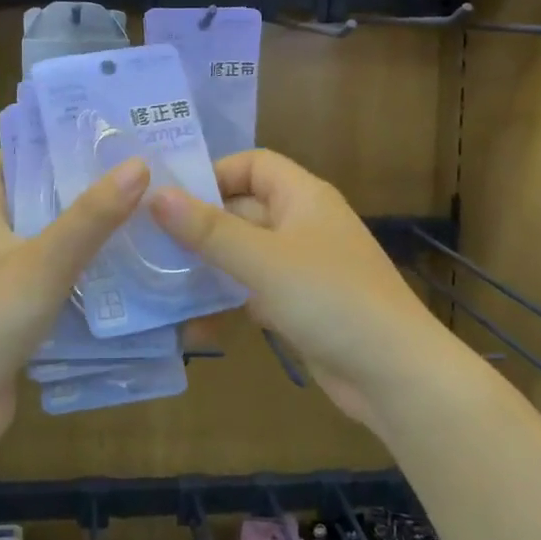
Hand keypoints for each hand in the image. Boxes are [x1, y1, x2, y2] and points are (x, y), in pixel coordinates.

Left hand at [0, 152, 149, 447]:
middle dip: (64, 193)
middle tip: (116, 179)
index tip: (64, 137)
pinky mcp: (15, 331)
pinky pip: (53, 297)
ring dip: (77, 242)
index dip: (19, 150)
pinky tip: (116, 289)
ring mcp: (0, 296)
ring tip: (128, 227)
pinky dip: (80, 288)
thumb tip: (138, 164)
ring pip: (43, 256)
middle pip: (24, 211)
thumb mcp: (45, 259)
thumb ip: (92, 216)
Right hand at [147, 149, 446, 428]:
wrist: (394, 374)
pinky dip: (226, 303)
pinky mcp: (298, 306)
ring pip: (243, 255)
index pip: (252, 165)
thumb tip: (155, 194)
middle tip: (146, 243)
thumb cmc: (330, 299)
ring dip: (207, 268)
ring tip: (156, 283)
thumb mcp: (264, 260)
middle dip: (199, 226)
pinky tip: (191, 325)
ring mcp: (301, 268)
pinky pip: (252, 292)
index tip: (169, 198)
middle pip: (242, 210)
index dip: (213, 174)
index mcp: (303, 197)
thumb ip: (209, 229)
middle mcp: (302, 224)